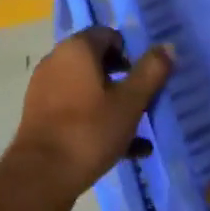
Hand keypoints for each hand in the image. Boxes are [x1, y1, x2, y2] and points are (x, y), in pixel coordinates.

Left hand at [2, 28, 173, 210]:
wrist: (43, 175)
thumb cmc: (90, 130)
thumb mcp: (131, 102)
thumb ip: (151, 72)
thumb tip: (167, 46)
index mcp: (76, 50)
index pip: (108, 35)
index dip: (132, 53)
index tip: (149, 76)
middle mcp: (56, 63)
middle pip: (97, 63)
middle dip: (125, 81)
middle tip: (147, 101)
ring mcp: (45, 92)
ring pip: (89, 91)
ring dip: (115, 106)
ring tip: (141, 129)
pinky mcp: (42, 119)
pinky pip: (77, 113)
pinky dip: (99, 123)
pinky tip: (127, 150)